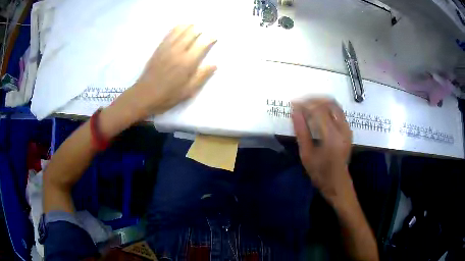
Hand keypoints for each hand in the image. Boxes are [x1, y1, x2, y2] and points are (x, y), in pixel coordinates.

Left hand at [115, 25, 216, 120]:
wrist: (144, 95)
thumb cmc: (167, 96)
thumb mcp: (188, 91)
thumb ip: (201, 76)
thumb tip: (214, 64)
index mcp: (187, 62)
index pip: (202, 43)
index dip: (210, 38)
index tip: (215, 38)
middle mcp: (178, 51)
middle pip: (192, 32)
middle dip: (201, 29)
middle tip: (205, 32)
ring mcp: (167, 48)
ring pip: (180, 30)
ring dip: (190, 26)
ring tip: (195, 27)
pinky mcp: (159, 48)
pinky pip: (169, 33)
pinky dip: (177, 28)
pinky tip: (181, 27)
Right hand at [292, 98, 352, 200]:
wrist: (338, 183)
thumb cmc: (320, 173)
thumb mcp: (306, 155)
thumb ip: (301, 131)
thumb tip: (294, 112)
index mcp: (332, 137)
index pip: (318, 110)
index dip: (305, 104)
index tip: (293, 103)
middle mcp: (342, 129)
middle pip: (329, 103)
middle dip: (313, 99)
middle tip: (300, 102)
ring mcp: (347, 128)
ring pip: (335, 105)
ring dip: (321, 101)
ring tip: (307, 104)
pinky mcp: (348, 130)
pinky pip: (338, 111)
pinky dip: (327, 107)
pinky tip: (318, 112)